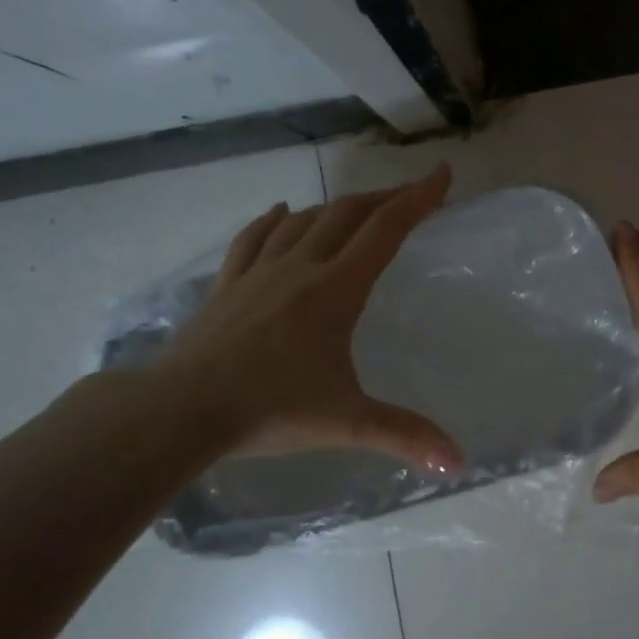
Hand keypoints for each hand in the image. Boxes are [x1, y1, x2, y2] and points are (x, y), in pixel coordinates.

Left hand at [151, 164, 464, 472]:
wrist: (180, 409)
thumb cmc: (269, 409)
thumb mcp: (346, 422)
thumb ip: (405, 435)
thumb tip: (459, 462)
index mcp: (335, 290)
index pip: (385, 230)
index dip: (417, 198)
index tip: (441, 175)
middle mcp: (300, 267)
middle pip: (347, 215)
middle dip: (384, 199)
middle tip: (410, 195)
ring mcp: (259, 272)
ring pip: (304, 220)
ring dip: (336, 207)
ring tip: (357, 209)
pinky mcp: (227, 285)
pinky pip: (254, 238)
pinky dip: (274, 220)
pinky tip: (281, 212)